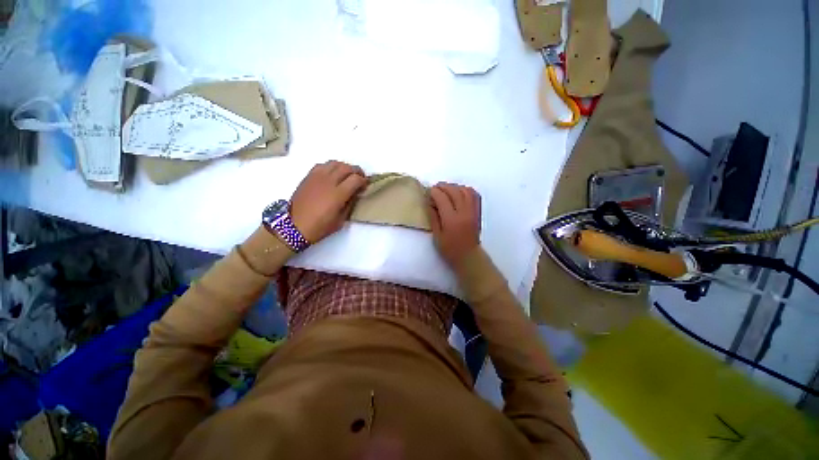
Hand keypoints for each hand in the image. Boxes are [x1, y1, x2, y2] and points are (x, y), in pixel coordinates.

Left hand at [290, 161, 367, 242]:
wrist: (294, 226)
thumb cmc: (320, 226)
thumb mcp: (341, 220)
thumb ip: (350, 204)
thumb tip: (355, 193)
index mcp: (338, 194)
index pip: (356, 179)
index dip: (364, 180)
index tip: (366, 185)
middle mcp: (328, 181)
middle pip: (347, 168)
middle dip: (357, 171)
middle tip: (360, 178)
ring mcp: (317, 177)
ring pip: (335, 163)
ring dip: (344, 167)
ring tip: (347, 175)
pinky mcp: (308, 177)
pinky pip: (322, 165)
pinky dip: (331, 167)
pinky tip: (332, 174)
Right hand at [428, 182, 481, 266]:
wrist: (469, 256)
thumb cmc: (450, 249)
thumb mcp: (437, 236)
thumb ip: (433, 217)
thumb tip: (430, 202)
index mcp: (451, 220)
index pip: (442, 198)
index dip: (434, 192)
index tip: (428, 191)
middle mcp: (464, 213)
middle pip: (454, 191)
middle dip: (443, 186)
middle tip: (435, 187)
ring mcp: (472, 211)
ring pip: (465, 190)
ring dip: (454, 187)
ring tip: (446, 189)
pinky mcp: (477, 212)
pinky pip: (474, 195)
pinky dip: (465, 189)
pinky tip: (459, 191)